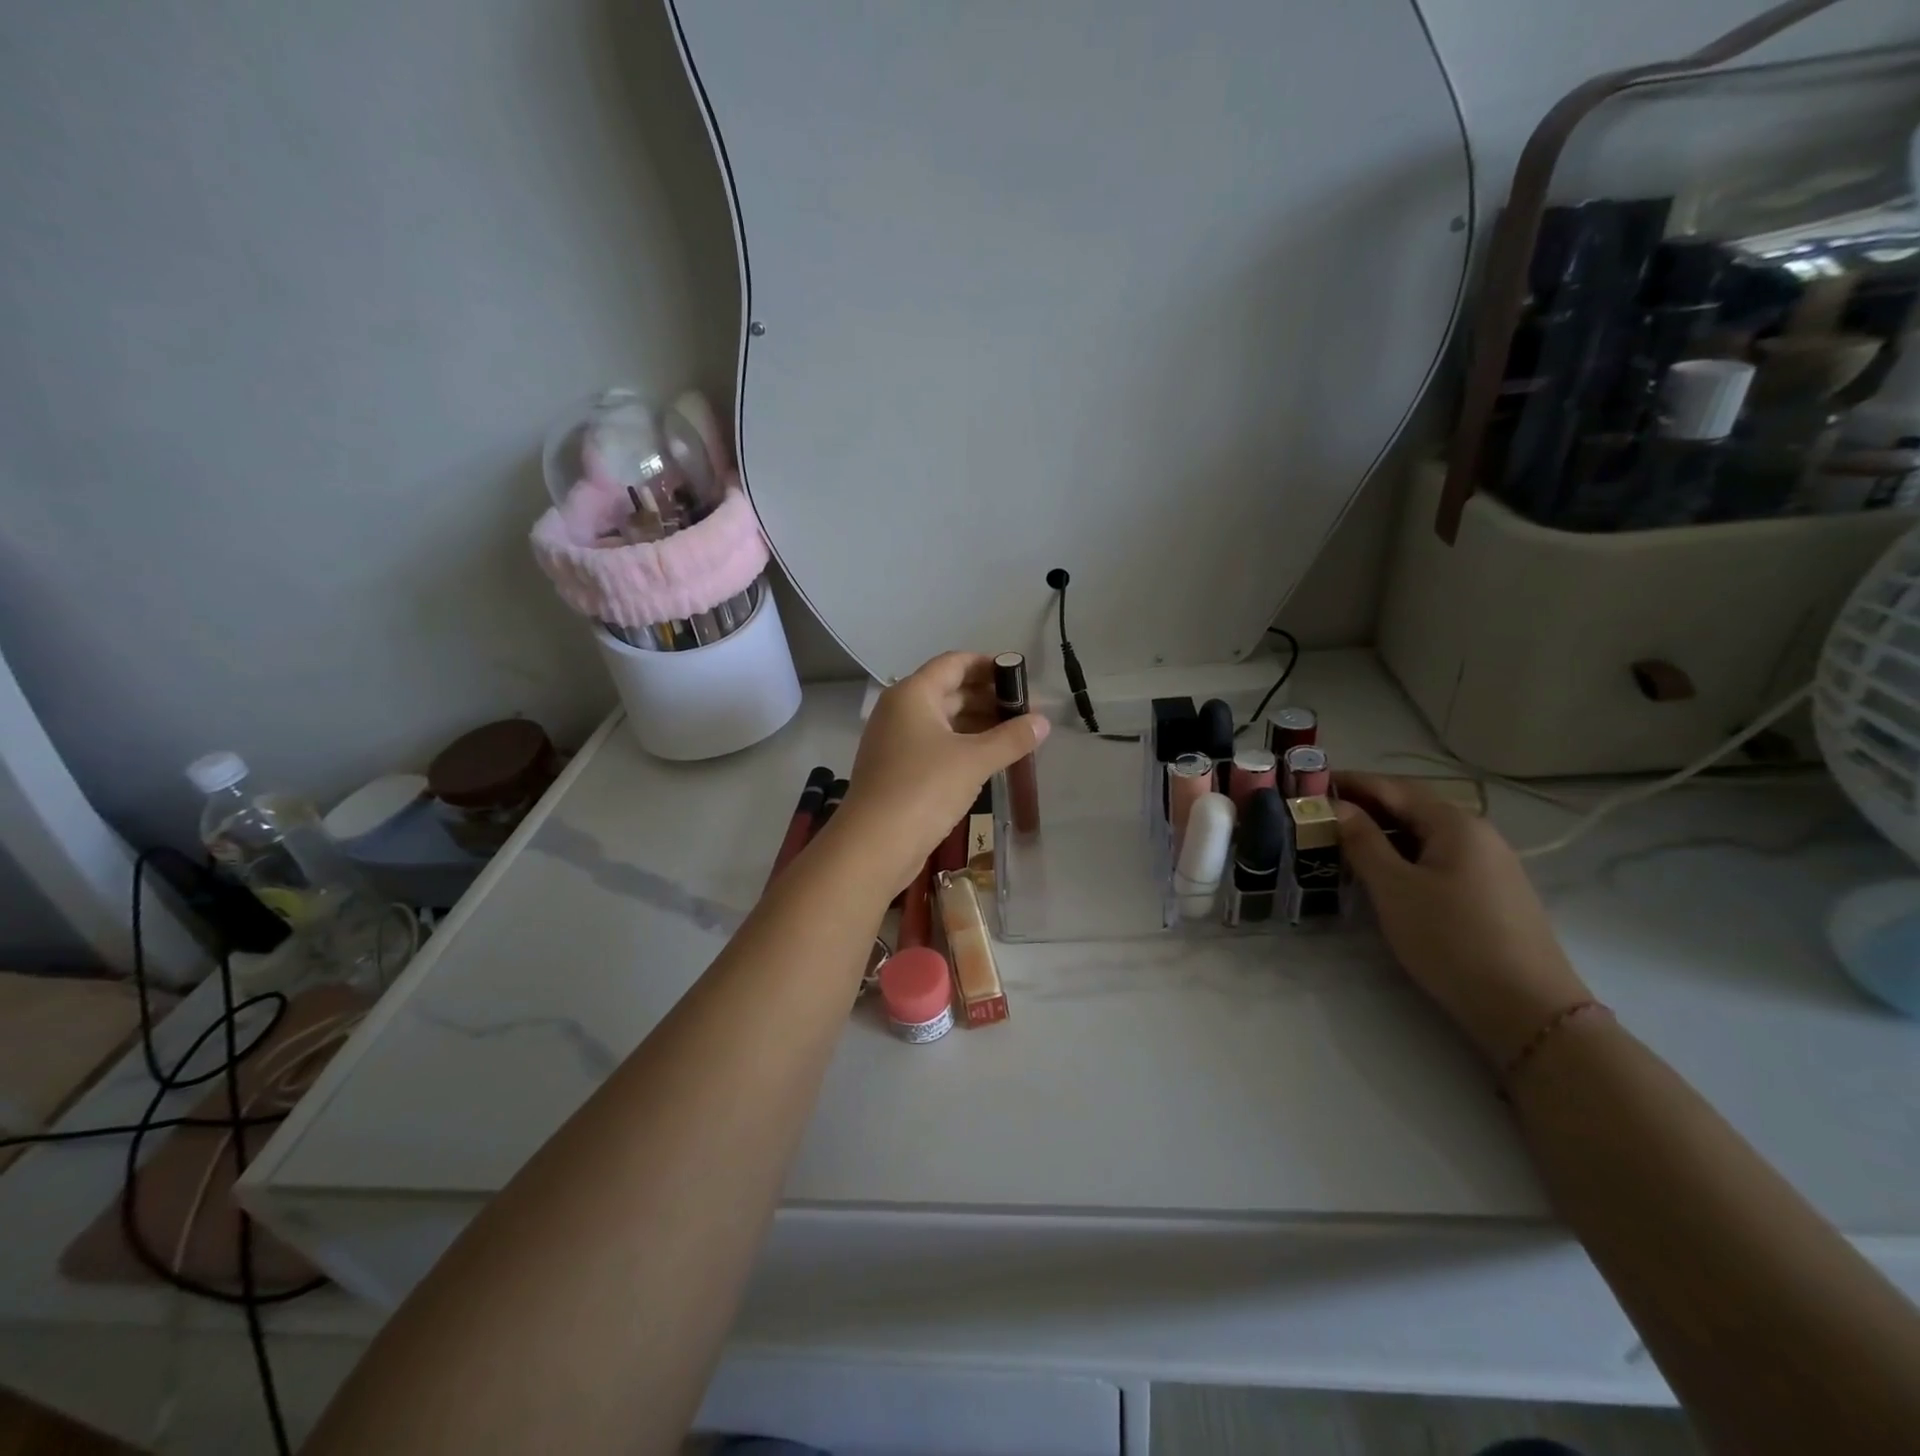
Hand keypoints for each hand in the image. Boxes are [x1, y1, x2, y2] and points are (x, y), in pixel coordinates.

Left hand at [831, 652, 1049, 896]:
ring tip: (1015, 735)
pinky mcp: (896, 769)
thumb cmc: (924, 789)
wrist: (874, 845)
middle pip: (949, 691)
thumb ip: (1011, 738)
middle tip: (1026, 710)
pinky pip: (934, 745)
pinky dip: (961, 746)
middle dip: (988, 698)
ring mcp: (895, 741)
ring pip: (942, 721)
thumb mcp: (975, 761)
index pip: (954, 663)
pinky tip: (988, 759)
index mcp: (912, 694)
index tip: (1021, 677)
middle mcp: (899, 710)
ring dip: (977, 724)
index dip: (988, 665)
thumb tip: (1043, 721)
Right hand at [1334, 772, 1591, 1066]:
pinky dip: (1404, 852)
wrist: (1527, 1009)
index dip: (1349, 782)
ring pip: (1425, 833)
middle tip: (1319, 811)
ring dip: (1383, 830)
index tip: (1309, 782)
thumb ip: (1362, 841)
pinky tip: (1383, 869)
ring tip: (1341, 839)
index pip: (1392, 787)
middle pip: (1412, 806)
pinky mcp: (1491, 891)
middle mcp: (1477, 833)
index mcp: (1454, 823)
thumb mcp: (1394, 888)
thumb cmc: (1451, 939)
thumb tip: (1338, 807)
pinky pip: (1438, 856)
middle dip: (1365, 804)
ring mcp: (1489, 863)